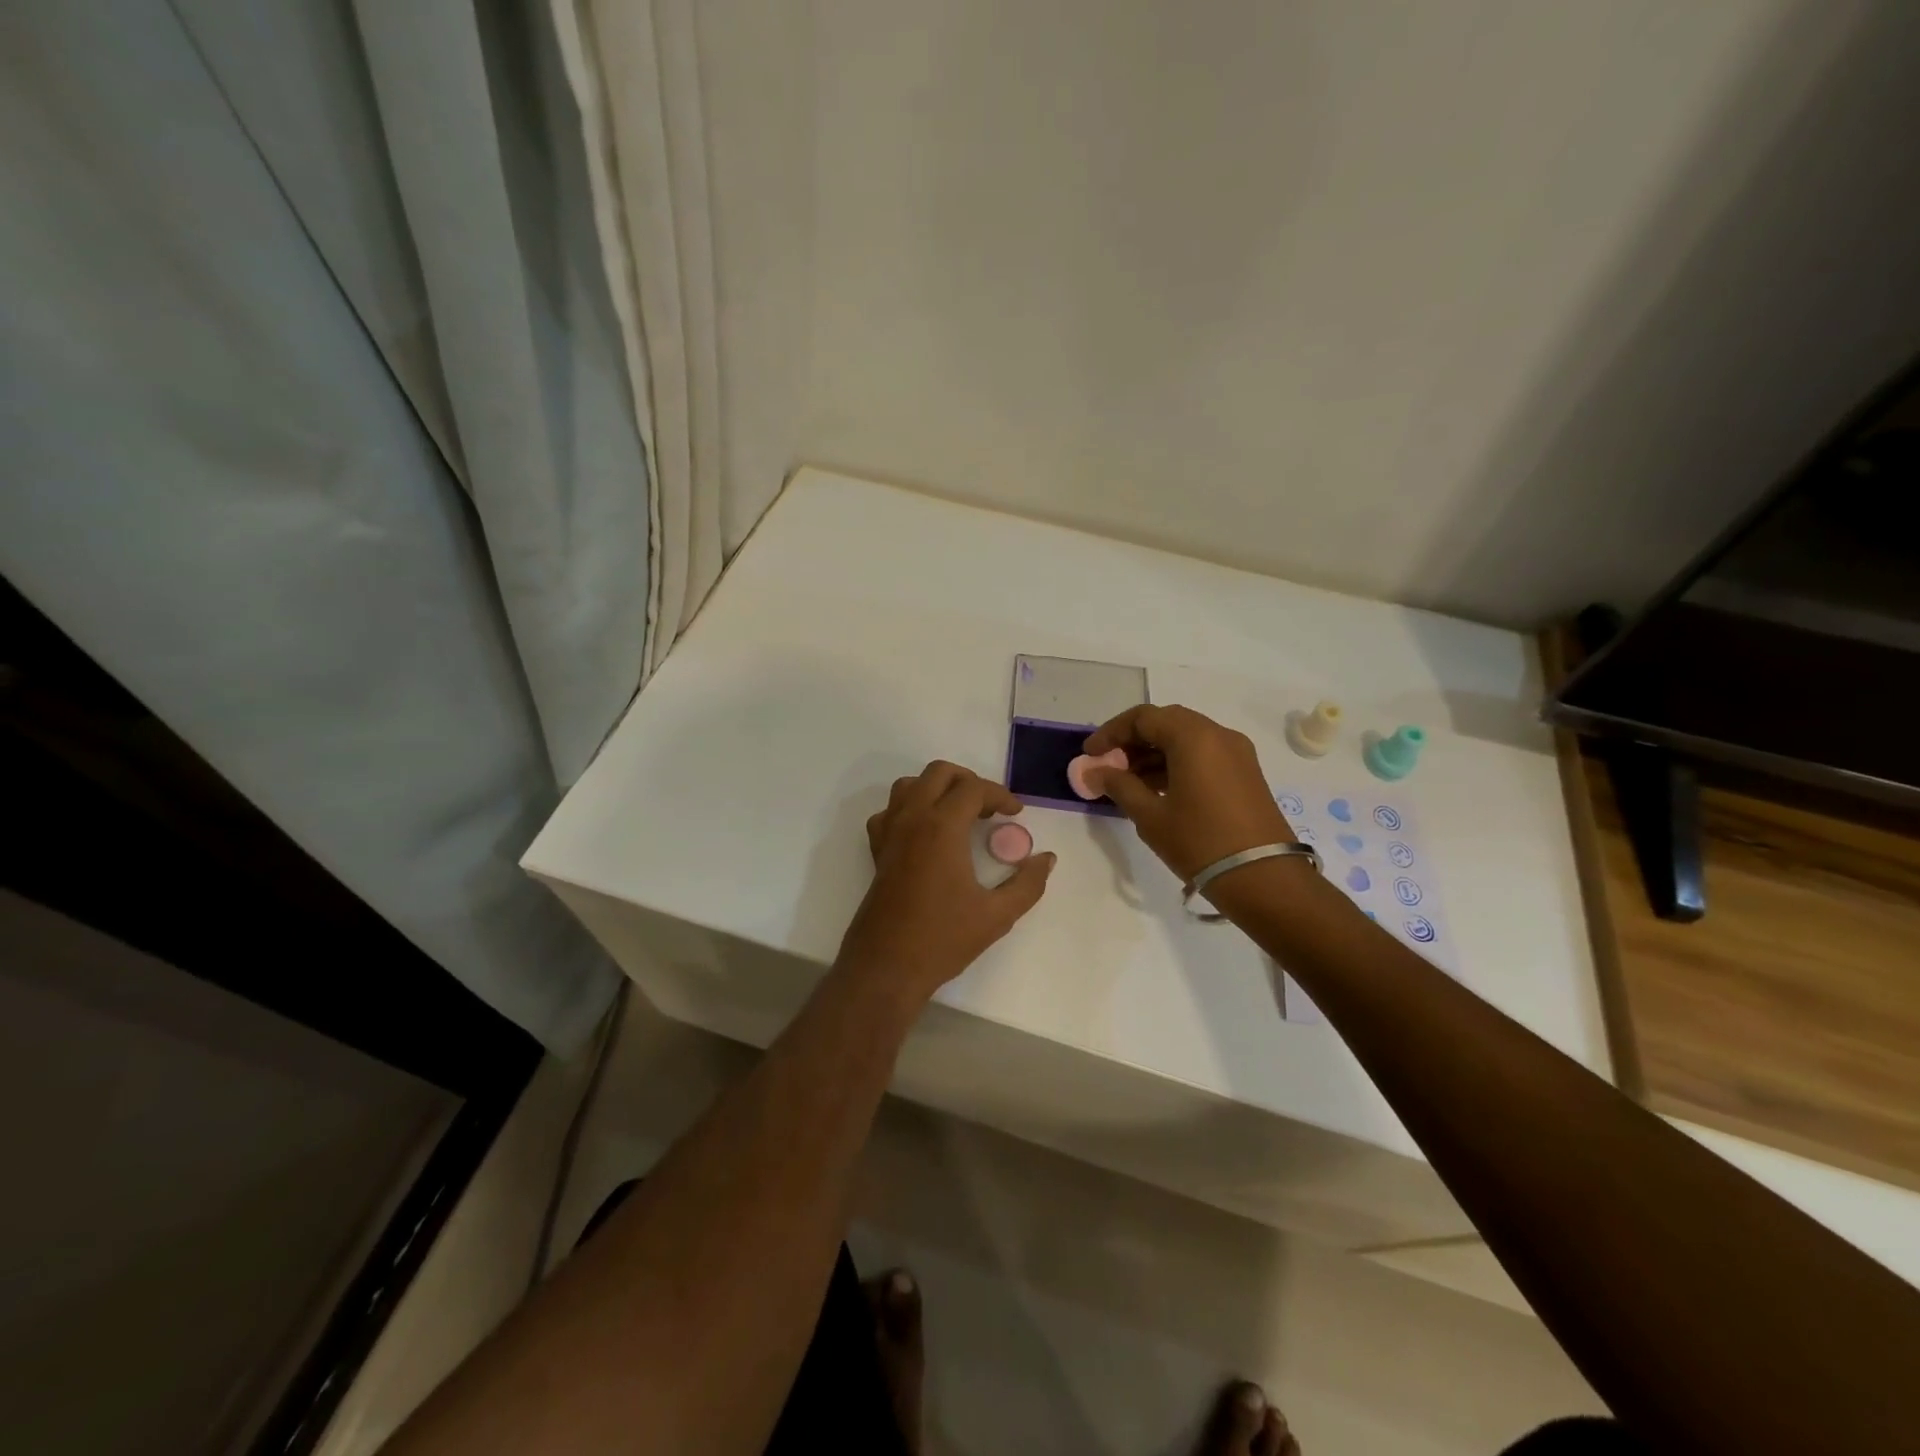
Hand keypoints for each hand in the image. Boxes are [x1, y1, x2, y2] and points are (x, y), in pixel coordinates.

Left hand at [838, 761, 1055, 1000]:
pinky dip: (909, 809)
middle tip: (989, 808)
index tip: (1016, 813)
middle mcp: (912, 819)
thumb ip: (1027, 883)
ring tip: (959, 813)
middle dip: (968, 781)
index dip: (999, 795)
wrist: (886, 967)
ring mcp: (889, 833)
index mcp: (941, 827)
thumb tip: (1047, 859)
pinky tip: (925, 832)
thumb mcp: (997, 915)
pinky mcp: (877, 851)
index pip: (973, 788)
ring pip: (909, 785)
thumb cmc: (943, 939)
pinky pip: (890, 812)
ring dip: (936, 788)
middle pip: (938, 773)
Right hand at [1083, 705, 1296, 881]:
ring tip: (1127, 782)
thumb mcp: (1150, 816)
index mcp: (1194, 737)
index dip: (1111, 732)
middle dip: (1133, 741)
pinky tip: (1157, 789)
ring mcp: (1236, 753)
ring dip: (1154, 753)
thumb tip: (1094, 771)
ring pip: (1185, 738)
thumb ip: (1118, 785)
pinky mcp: (1245, 773)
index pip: (1143, 717)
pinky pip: (1203, 754)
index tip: (1090, 754)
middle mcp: (1218, 735)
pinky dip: (1176, 763)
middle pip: (1166, 722)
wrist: (1264, 878)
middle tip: (1108, 765)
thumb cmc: (1200, 843)